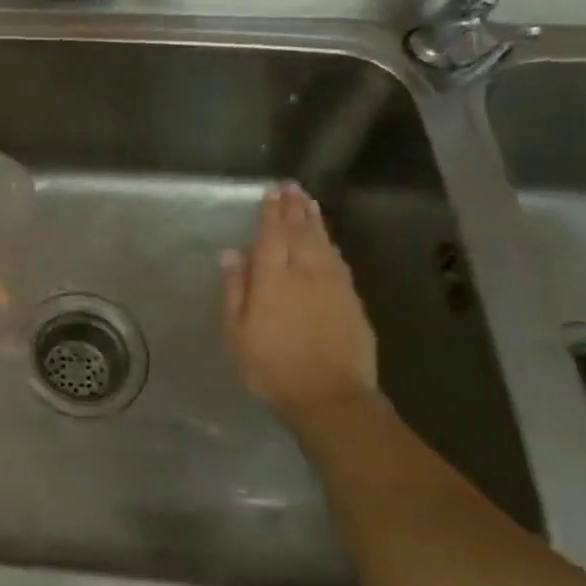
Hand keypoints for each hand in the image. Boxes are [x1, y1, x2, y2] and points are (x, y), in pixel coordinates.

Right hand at [223, 183, 378, 427]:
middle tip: (292, 187)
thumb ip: (236, 290)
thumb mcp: (237, 332)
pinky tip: (329, 242)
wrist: (331, 398)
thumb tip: (233, 254)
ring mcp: (334, 287)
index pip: (271, 236)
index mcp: (273, 280)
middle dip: (295, 209)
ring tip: (309, 204)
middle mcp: (306, 274)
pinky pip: (339, 262)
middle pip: (301, 233)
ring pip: (324, 244)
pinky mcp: (352, 302)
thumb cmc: (272, 367)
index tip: (272, 192)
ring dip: (315, 222)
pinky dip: (331, 246)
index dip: (271, 213)